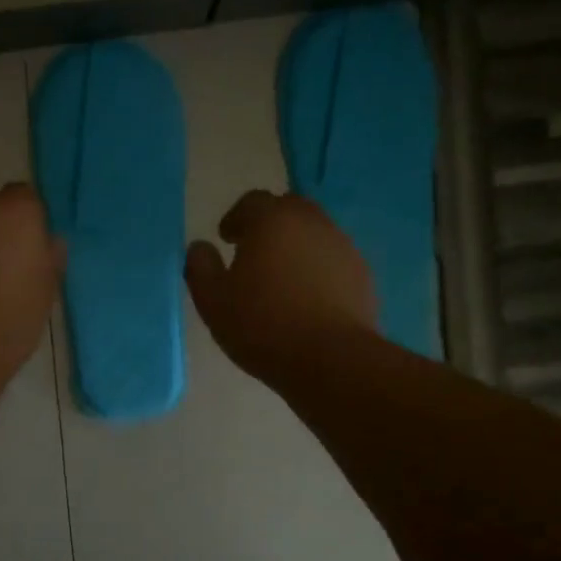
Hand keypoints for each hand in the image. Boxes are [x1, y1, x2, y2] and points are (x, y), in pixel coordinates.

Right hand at [185, 191, 377, 381]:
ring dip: (294, 247)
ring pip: (313, 235)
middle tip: (252, 254)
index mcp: (272, 221)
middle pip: (288, 210)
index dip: (236, 218)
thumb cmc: (262, 325)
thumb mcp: (212, 301)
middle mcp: (312, 223)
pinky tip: (304, 300)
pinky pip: (331, 261)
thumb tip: (199, 247)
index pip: (252, 202)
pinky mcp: (361, 274)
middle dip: (268, 226)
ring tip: (278, 280)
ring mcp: (342, 247)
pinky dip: (316, 270)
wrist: (330, 358)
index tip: (226, 239)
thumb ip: (200, 267)